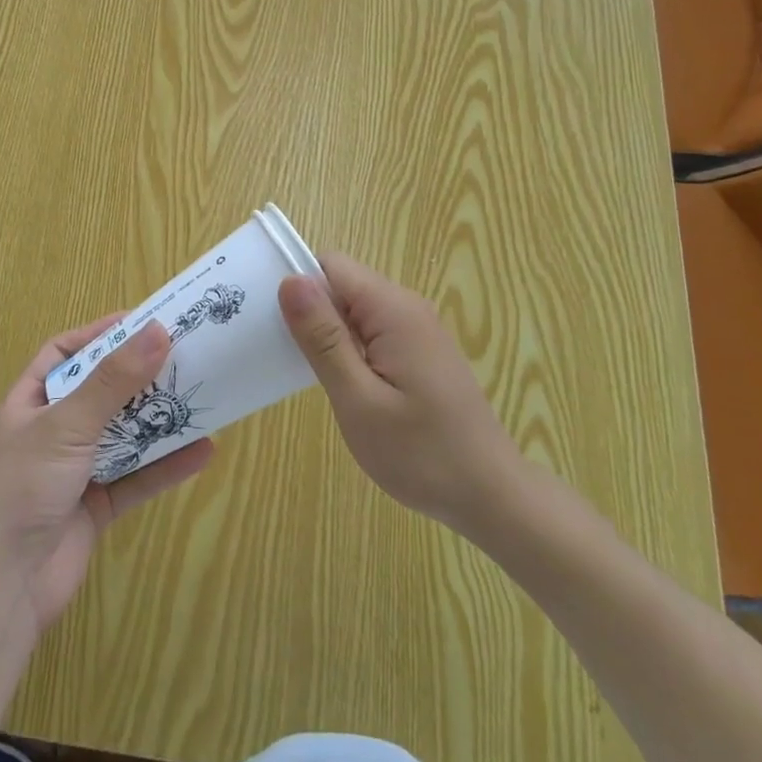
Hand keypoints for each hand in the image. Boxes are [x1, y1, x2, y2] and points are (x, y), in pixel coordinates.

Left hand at [0, 315, 213, 634]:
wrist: (3, 589)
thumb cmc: (24, 488)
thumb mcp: (67, 424)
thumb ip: (113, 381)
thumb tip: (157, 331)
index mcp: (30, 402)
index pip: (65, 352)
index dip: (100, 335)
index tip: (143, 322)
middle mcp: (52, 431)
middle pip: (101, 391)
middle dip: (139, 375)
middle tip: (183, 353)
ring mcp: (75, 469)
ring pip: (124, 434)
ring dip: (158, 417)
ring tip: (200, 394)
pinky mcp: (97, 505)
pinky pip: (137, 477)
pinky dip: (167, 465)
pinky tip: (203, 451)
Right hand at [278, 253, 530, 540]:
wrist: (491, 496)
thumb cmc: (421, 453)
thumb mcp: (358, 399)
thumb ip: (323, 338)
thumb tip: (291, 280)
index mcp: (392, 309)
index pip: (330, 265)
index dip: (298, 285)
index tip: (270, 320)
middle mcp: (407, 307)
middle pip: (342, 284)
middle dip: (310, 311)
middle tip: (285, 355)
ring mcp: (417, 329)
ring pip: (354, 309)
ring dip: (328, 333)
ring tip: (307, 373)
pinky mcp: (420, 351)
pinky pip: (372, 330)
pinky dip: (349, 348)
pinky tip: (341, 385)